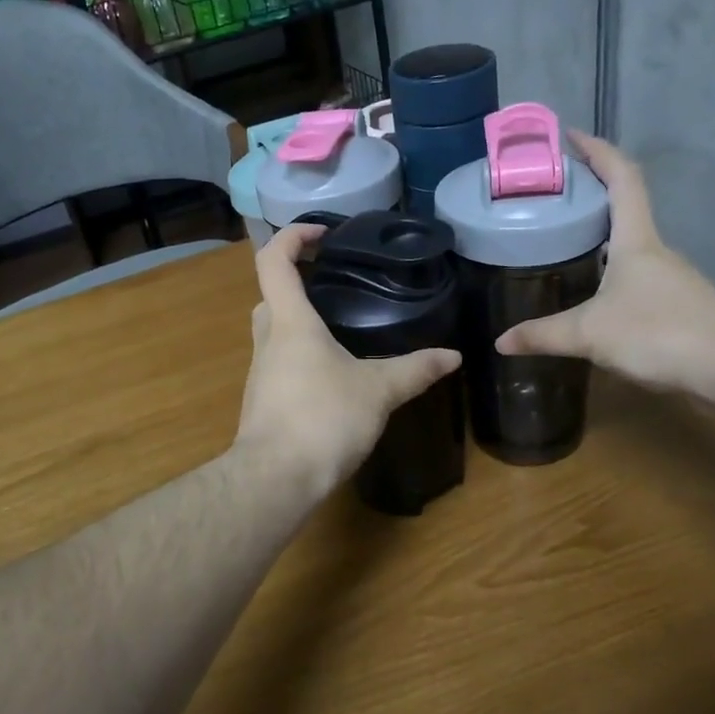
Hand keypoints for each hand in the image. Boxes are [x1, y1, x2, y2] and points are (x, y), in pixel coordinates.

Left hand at [235, 222, 461, 497]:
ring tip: (342, 328)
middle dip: (300, 282)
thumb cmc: (323, 419)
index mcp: (290, 322)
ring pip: (274, 331)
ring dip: (300, 322)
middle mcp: (267, 339)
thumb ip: (415, 370)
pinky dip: (301, 356)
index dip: (293, 237)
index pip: (273, 261)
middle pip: (272, 295)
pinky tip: (332, 376)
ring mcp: (260, 372)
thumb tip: (454, 356)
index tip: (323, 233)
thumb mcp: (378, 390)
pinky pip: (279, 363)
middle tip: (338, 284)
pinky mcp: (262, 401)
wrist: (275, 480)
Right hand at [495, 130, 714, 395]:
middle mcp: (656, 250)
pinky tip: (594, 296)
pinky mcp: (680, 306)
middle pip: (625, 208)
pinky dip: (612, 273)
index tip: (569, 135)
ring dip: (601, 237)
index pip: (621, 178)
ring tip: (563, 245)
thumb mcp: (590, 334)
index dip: (597, 150)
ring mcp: (672, 278)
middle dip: (591, 195)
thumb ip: (543, 335)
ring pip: (631, 246)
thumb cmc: (660, 333)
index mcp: (636, 240)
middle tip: (552, 197)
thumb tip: (500, 342)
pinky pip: (637, 277)